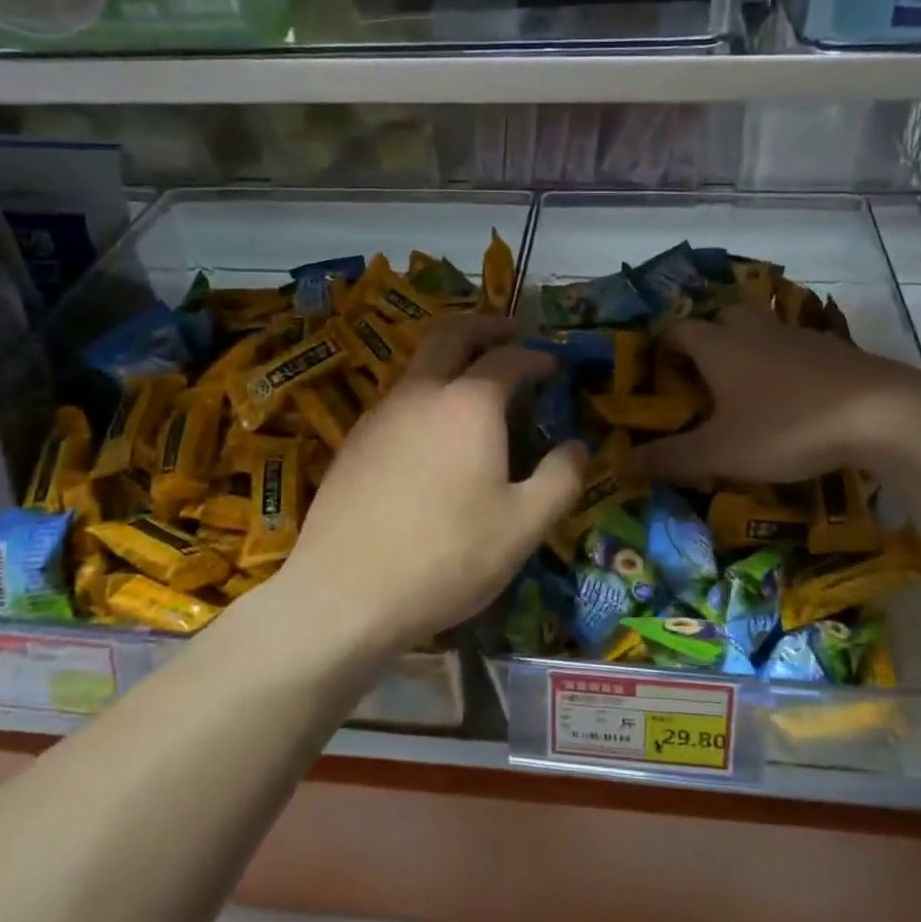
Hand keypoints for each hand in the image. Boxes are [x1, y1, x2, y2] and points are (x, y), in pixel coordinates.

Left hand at [281, 316, 586, 652]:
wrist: (344, 595)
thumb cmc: (447, 557)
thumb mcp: (524, 526)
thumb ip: (561, 480)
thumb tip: (576, 447)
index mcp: (469, 404)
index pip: (509, 359)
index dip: (537, 356)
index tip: (554, 364)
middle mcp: (421, 393)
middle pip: (452, 334)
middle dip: (486, 326)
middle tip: (511, 332)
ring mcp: (380, 415)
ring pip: (419, 364)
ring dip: (452, 357)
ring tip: (477, 381)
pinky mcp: (354, 442)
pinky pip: (400, 399)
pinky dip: (427, 392)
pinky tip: (435, 432)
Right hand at [637, 305, 920, 484]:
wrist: (880, 414)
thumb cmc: (786, 427)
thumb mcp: (720, 452)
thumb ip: (669, 459)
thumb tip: (620, 467)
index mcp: (721, 348)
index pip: (680, 330)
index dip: (666, 346)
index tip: (661, 369)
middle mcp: (756, 332)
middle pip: (725, 316)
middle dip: (710, 337)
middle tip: (705, 373)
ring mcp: (800, 337)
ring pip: (765, 329)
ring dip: (751, 347)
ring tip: (749, 386)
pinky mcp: (837, 351)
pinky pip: (800, 348)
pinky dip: (788, 364)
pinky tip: (796, 396)